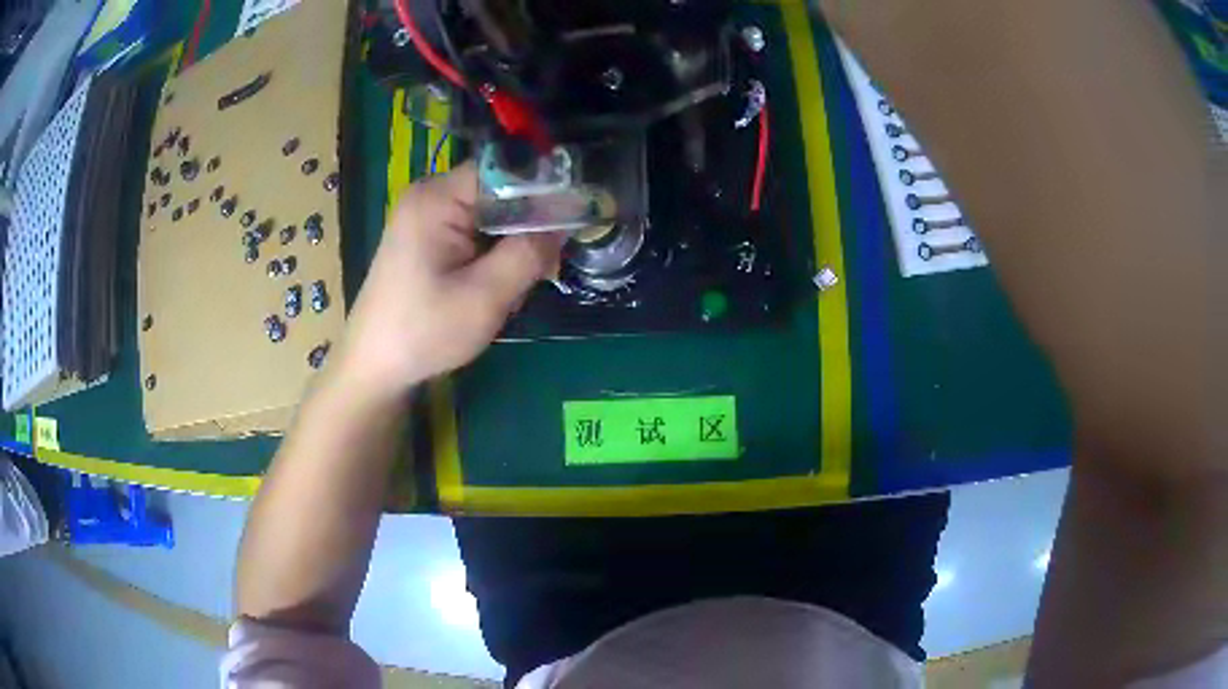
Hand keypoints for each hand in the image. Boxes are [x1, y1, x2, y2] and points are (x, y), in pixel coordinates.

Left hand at [334, 163, 563, 400]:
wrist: (375, 367)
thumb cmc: (424, 332)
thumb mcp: (485, 297)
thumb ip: (529, 254)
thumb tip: (566, 222)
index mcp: (437, 198)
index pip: (505, 171)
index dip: (542, 191)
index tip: (570, 223)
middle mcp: (429, 196)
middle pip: (499, 192)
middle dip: (526, 227)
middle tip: (541, 270)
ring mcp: (425, 216)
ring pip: (491, 215)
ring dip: (510, 246)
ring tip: (509, 290)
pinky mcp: (425, 238)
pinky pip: (473, 232)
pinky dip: (491, 255)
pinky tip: (490, 289)